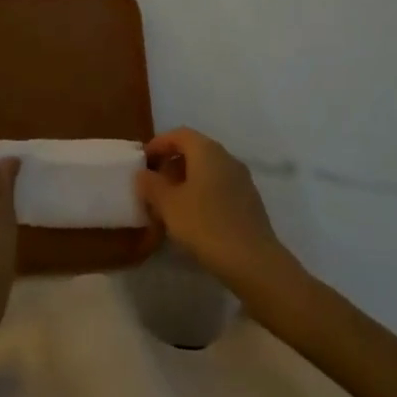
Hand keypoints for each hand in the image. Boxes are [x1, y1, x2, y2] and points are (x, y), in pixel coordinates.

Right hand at [136, 128, 293, 290]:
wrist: (253, 262)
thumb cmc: (205, 225)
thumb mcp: (168, 205)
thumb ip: (151, 185)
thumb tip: (143, 174)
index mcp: (207, 151)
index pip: (179, 134)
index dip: (158, 144)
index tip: (143, 161)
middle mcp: (227, 158)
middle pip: (195, 150)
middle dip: (171, 163)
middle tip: (153, 184)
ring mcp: (242, 180)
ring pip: (208, 170)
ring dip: (187, 180)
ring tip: (169, 203)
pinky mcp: (250, 202)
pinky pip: (220, 187)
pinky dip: (202, 193)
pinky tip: (193, 217)